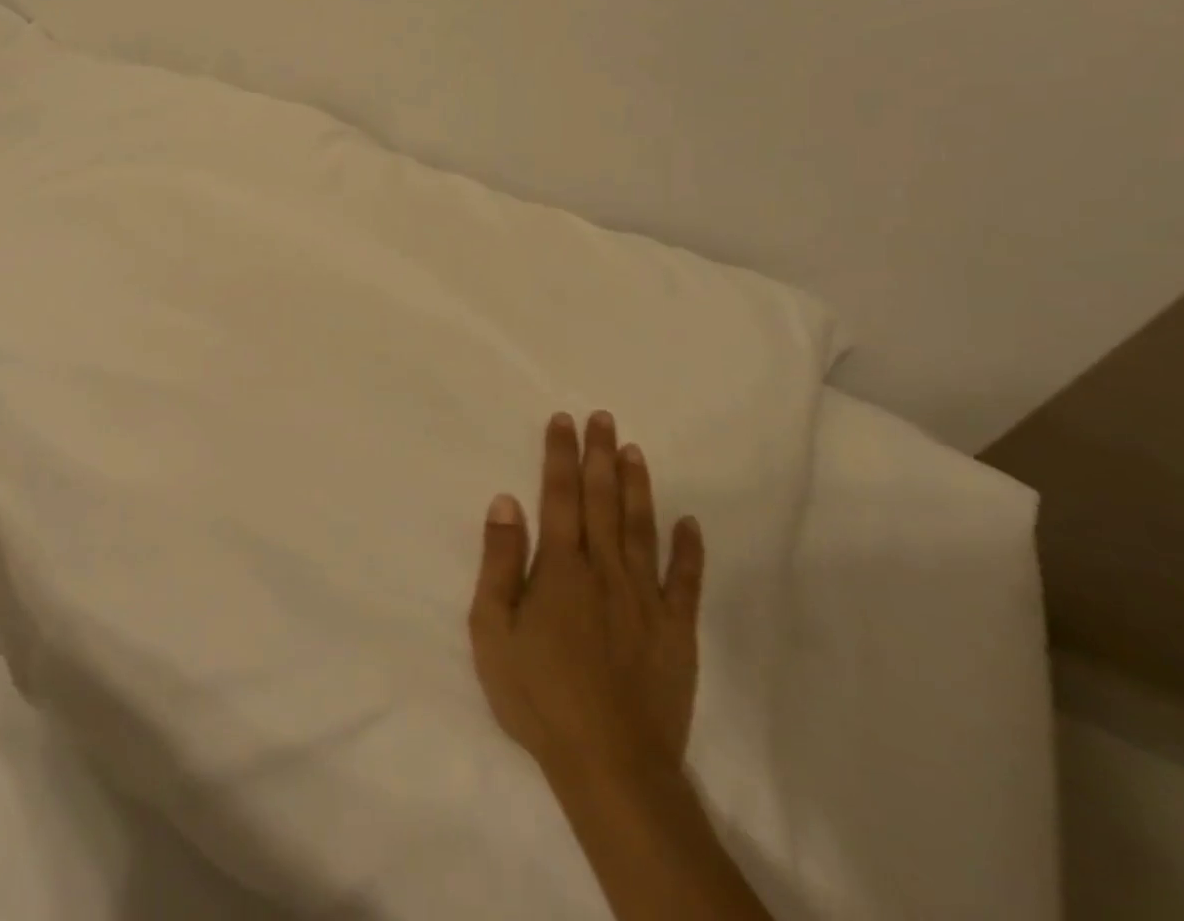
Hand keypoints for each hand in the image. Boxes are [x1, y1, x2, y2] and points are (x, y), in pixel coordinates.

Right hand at [468, 411, 705, 789]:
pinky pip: (686, 582)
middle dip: (599, 455)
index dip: (560, 455)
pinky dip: (689, 550)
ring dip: (638, 487)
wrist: (611, 766)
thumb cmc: (538, 695)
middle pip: (603, 500)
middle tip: (602, 416)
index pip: (560, 496)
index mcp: (560, 567)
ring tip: (634, 450)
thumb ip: (499, 561)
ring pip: (642, 529)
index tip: (563, 419)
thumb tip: (506, 500)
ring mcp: (646, 600)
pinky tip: (690, 523)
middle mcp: (606, 570)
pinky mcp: (677, 632)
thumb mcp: (492, 629)